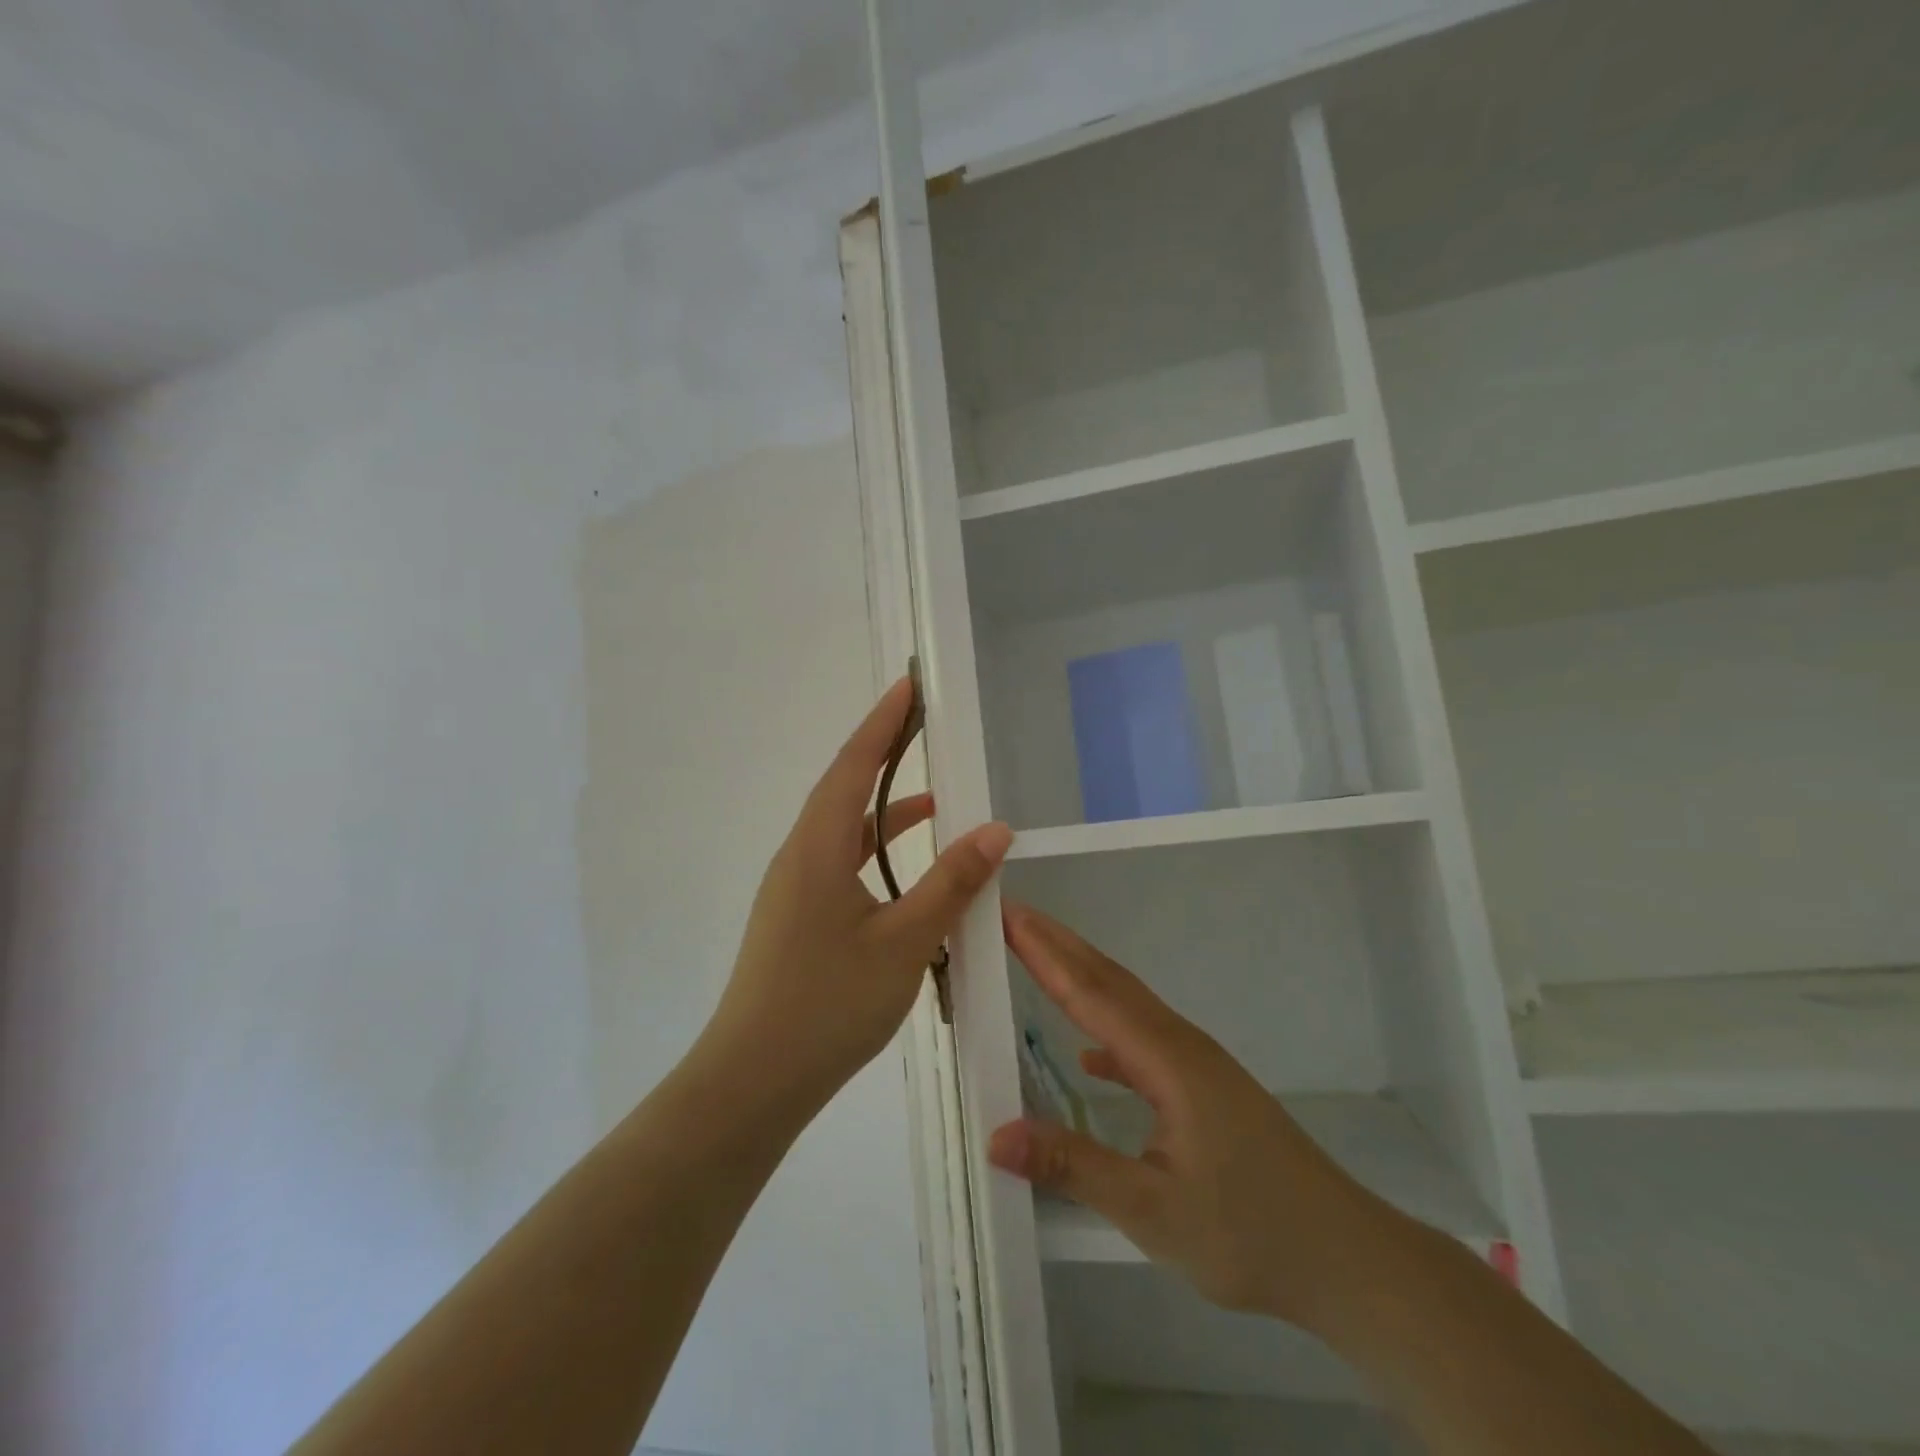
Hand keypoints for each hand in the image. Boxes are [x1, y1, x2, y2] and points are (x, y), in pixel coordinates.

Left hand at [702, 677, 1012, 1107]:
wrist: (753, 1081)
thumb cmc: (829, 1003)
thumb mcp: (905, 941)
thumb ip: (951, 883)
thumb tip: (995, 830)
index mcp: (817, 847)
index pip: (854, 764)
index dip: (884, 722)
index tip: (909, 686)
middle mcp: (799, 857)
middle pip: (845, 790)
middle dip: (885, 756)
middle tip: (926, 730)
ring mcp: (793, 890)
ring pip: (844, 833)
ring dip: (886, 814)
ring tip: (936, 807)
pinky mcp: (797, 920)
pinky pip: (841, 867)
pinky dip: (877, 856)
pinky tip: (907, 880)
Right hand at [988, 901, 1387, 1328]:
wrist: (1346, 1258)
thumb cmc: (1251, 1232)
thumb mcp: (1153, 1210)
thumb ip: (1073, 1167)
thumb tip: (995, 1135)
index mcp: (1167, 1059)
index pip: (1091, 992)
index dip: (1045, 952)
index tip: (1008, 914)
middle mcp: (1181, 1045)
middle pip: (1109, 980)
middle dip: (1059, 944)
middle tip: (1013, 914)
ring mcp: (1197, 1064)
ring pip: (1128, 1004)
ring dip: (1082, 976)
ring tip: (1039, 956)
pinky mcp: (1206, 1089)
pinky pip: (1144, 1041)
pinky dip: (1108, 1031)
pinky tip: (1090, 1057)